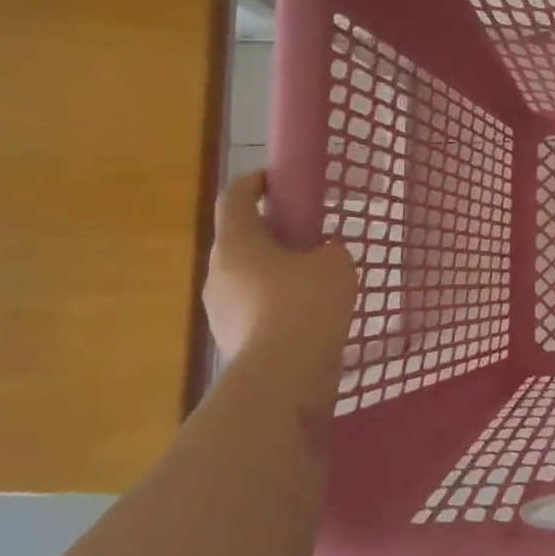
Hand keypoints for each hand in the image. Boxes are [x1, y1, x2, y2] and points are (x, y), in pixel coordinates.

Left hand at [203, 171, 357, 364]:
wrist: (285, 375)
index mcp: (237, 243)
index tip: (277, 180)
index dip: (254, 182)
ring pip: (246, 278)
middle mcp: (218, 273)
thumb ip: (328, 249)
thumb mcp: (336, 263)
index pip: (235, 197)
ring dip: (273, 273)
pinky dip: (276, 306)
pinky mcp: (232, 341)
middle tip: (307, 236)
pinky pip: (254, 310)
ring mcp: (220, 310)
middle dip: (270, 234)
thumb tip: (320, 256)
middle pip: (240, 240)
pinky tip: (307, 317)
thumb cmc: (306, 303)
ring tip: (313, 282)